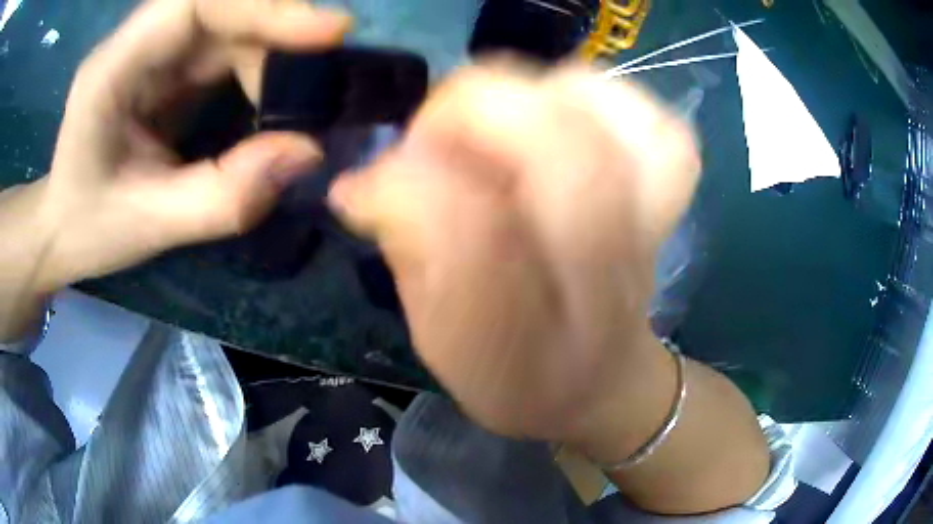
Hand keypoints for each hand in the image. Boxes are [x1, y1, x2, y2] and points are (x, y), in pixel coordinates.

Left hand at [25, 0, 350, 294]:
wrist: (63, 227)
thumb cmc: (88, 227)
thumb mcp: (150, 225)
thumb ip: (223, 196)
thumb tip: (308, 153)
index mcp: (112, 70)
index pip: (195, 3)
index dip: (264, 6)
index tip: (329, 32)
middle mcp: (136, 44)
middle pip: (222, 6)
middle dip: (279, 28)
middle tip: (327, 66)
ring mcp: (154, 50)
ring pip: (231, 23)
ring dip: (274, 50)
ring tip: (300, 96)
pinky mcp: (169, 64)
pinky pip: (228, 45)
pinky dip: (262, 64)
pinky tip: (274, 97)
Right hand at [329, 65, 700, 443]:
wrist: (605, 385)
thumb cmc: (517, 377)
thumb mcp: (443, 345)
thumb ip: (408, 258)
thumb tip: (361, 183)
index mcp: (534, 341)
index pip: (472, 234)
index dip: (406, 187)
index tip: (362, 188)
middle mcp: (605, 277)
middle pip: (563, 151)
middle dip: (472, 113)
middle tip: (429, 135)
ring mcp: (652, 226)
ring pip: (616, 117)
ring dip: (535, 95)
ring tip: (495, 124)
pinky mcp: (670, 197)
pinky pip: (656, 123)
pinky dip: (604, 101)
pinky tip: (564, 117)